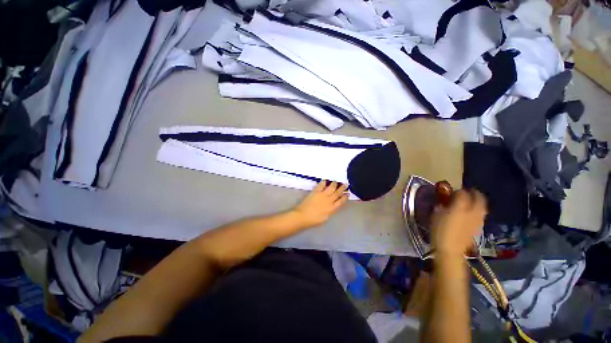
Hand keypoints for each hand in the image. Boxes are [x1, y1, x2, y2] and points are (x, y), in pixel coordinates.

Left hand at [292, 181, 348, 228]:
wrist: (303, 216)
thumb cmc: (314, 220)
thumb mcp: (325, 218)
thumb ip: (330, 211)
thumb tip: (333, 206)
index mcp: (332, 208)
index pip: (340, 201)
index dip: (345, 197)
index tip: (348, 193)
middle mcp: (328, 200)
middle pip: (337, 193)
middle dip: (342, 188)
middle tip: (346, 184)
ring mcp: (322, 195)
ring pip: (331, 188)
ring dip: (334, 184)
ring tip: (336, 181)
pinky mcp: (315, 192)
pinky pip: (321, 185)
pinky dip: (324, 182)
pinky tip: (326, 180)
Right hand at [431, 189, 486, 257]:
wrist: (450, 249)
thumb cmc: (439, 231)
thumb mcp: (436, 215)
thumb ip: (441, 206)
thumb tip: (444, 202)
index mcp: (460, 207)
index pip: (462, 193)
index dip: (458, 190)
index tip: (452, 191)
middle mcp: (472, 212)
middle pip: (479, 199)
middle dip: (474, 193)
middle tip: (468, 192)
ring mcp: (477, 220)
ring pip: (483, 207)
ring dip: (478, 202)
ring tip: (471, 202)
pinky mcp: (478, 228)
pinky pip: (481, 215)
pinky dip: (478, 211)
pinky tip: (471, 213)